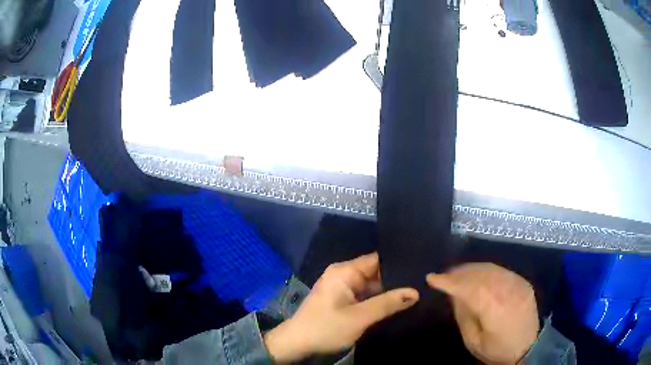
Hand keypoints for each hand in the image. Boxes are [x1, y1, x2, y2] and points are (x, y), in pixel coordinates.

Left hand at [264, 253, 418, 362]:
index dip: (399, 263)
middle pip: (376, 272)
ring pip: (372, 285)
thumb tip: (415, 292)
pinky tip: (397, 303)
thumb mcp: (359, 317)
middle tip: (423, 283)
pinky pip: (365, 295)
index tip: (420, 268)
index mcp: (344, 271)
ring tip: (417, 292)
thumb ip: (388, 304)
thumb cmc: (326, 328)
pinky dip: (378, 299)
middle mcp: (343, 274)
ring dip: (389, 291)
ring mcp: (342, 287)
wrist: (297, 343)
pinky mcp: (342, 299)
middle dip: (397, 279)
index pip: (377, 259)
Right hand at [427, 263, 538, 364]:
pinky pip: (502, 271)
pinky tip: (478, 274)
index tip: (432, 278)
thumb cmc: (496, 350)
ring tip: (458, 272)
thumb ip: (464, 315)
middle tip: (444, 275)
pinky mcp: (523, 282)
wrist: (528, 348)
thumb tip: (455, 294)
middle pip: (479, 274)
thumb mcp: (473, 340)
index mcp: (494, 308)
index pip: (468, 288)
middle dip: (459, 272)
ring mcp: (518, 284)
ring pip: (491, 269)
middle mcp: (507, 290)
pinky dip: (486, 270)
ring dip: (472, 269)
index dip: (449, 282)